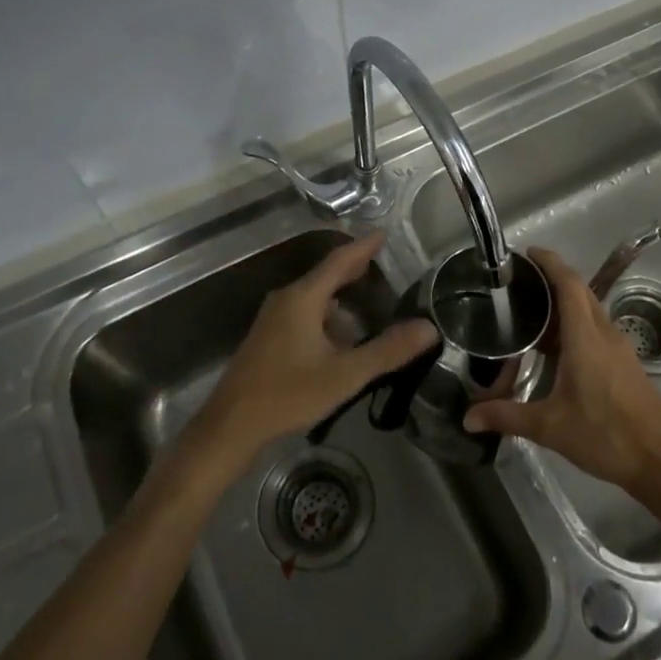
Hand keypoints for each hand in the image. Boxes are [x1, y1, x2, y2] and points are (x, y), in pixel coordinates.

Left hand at [197, 231, 437, 466]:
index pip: (339, 261)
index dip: (363, 247)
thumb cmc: (288, 394)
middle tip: (380, 262)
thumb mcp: (345, 374)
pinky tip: (339, 333)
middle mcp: (286, 299)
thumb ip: (387, 350)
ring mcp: (274, 319)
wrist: (231, 425)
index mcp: (303, 298)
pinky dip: (326, 312)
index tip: (383, 234)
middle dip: (352, 268)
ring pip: (313, 296)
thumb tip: (429, 328)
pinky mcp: (268, 338)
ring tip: (366, 296)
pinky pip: (304, 312)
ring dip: (339, 293)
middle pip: (325, 275)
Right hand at [464, 246, 660, 497]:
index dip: (550, 262)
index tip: (528, 253)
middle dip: (553, 280)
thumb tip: (468, 418)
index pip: (569, 284)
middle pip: (580, 292)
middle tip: (520, 284)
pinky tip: (556, 351)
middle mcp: (605, 334)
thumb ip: (507, 417)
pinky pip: (597, 331)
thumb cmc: (606, 436)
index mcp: (586, 338)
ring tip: (531, 314)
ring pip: (590, 312)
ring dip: (564, 306)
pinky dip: (575, 327)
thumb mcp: (550, 427)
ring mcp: (620, 348)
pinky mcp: (626, 364)